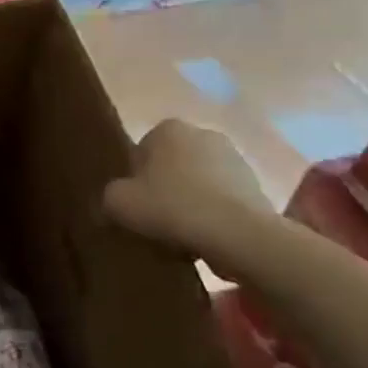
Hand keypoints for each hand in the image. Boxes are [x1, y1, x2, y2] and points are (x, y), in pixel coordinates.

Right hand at [104, 119, 271, 255]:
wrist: (237, 234)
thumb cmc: (171, 207)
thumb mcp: (119, 202)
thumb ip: (110, 196)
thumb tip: (116, 201)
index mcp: (168, 128)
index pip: (141, 152)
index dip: (134, 180)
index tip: (136, 205)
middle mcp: (203, 133)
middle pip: (172, 165)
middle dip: (165, 188)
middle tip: (156, 219)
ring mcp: (236, 158)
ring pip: (199, 183)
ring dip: (191, 202)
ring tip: (183, 235)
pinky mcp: (258, 186)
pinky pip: (224, 200)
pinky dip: (215, 215)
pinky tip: (207, 238)